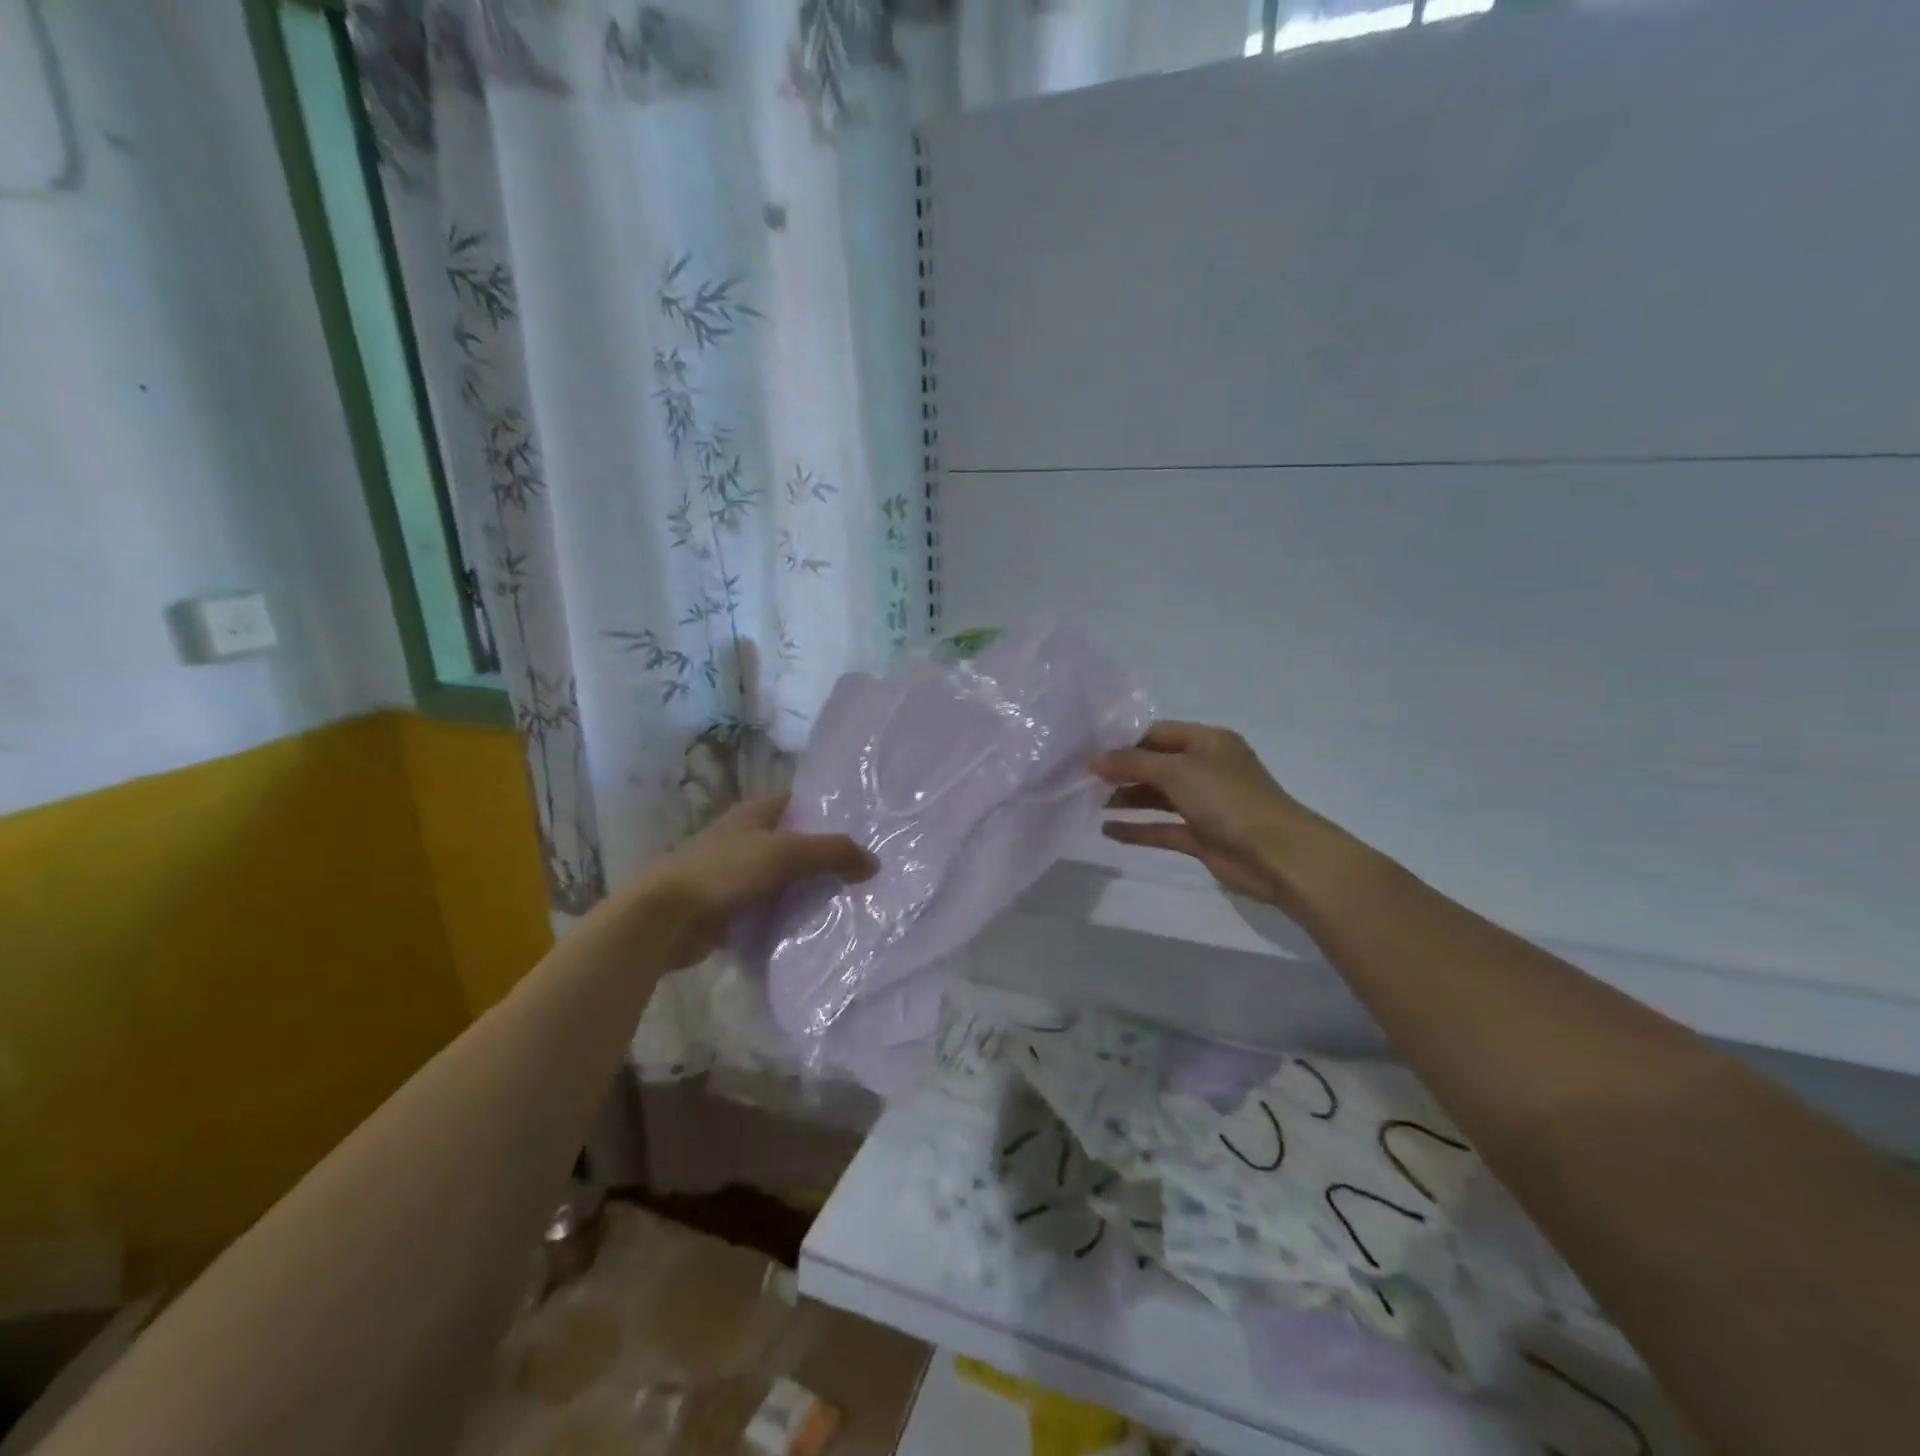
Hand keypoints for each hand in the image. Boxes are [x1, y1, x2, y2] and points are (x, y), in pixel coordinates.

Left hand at [643, 793, 876, 967]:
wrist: (665, 918)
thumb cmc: (724, 871)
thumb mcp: (785, 853)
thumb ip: (832, 853)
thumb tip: (874, 863)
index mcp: (756, 813)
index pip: (801, 803)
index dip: (829, 813)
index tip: (863, 830)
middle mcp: (746, 837)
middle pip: (796, 842)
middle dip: (825, 856)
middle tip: (865, 871)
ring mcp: (736, 873)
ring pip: (784, 877)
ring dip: (808, 889)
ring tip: (850, 900)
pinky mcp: (730, 907)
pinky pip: (770, 908)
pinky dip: (788, 915)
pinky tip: (816, 926)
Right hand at [1093, 721, 1349, 911]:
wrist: (1277, 855)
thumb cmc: (1228, 800)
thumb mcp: (1177, 771)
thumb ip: (1132, 763)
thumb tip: (1094, 759)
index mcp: (1207, 742)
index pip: (1157, 734)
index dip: (1123, 741)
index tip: (1086, 750)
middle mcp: (1206, 769)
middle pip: (1155, 764)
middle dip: (1121, 771)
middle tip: (1082, 778)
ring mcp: (1204, 804)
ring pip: (1157, 796)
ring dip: (1126, 799)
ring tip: (1089, 802)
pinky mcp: (1202, 836)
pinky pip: (1162, 828)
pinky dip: (1138, 829)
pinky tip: (1108, 830)